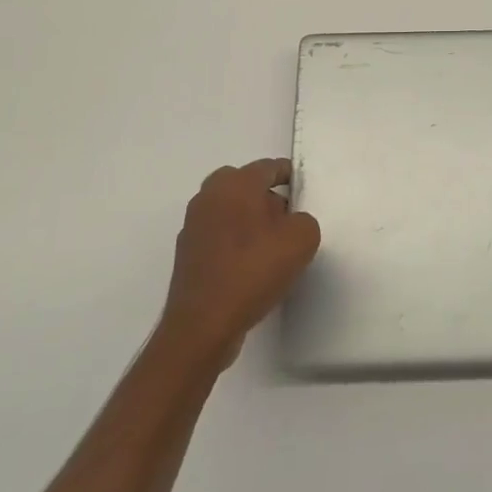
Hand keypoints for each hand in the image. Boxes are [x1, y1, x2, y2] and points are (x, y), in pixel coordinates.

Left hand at [160, 159, 320, 367]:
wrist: (204, 324)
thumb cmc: (254, 270)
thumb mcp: (302, 239)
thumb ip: (304, 220)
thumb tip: (291, 223)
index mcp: (236, 183)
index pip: (268, 167)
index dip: (289, 175)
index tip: (302, 189)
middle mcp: (209, 196)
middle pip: (244, 185)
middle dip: (265, 196)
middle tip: (286, 218)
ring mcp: (193, 225)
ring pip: (228, 210)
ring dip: (248, 219)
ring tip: (270, 247)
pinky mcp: (187, 253)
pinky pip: (218, 235)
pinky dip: (233, 242)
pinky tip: (249, 267)